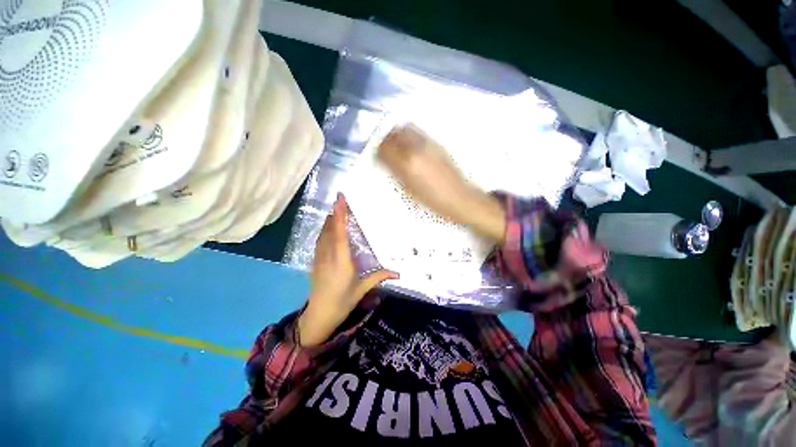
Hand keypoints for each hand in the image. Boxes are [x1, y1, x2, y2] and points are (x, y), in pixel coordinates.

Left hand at [298, 193, 397, 346]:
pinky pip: (319, 241)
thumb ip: (379, 277)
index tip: (340, 199)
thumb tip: (398, 273)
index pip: (340, 233)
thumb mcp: (362, 289)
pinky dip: (324, 230)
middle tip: (341, 200)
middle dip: (335, 213)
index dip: (339, 215)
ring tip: (336, 210)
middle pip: (330, 229)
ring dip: (329, 220)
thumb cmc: (342, 302)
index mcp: (341, 260)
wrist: (319, 316)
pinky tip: (328, 228)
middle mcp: (328, 255)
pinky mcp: (315, 261)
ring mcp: (319, 258)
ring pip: (323, 234)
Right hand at [377, 125, 506, 242]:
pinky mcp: (438, 143)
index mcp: (407, 163)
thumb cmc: (433, 200)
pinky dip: (410, 136)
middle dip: (387, 140)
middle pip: (394, 133)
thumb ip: (396, 173)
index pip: (384, 148)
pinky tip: (412, 148)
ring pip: (406, 128)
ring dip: (398, 135)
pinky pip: (418, 133)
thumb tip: (386, 161)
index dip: (378, 151)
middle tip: (386, 150)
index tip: (378, 157)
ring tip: (398, 147)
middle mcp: (416, 148)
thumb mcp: (409, 190)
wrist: (459, 198)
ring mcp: (428, 143)